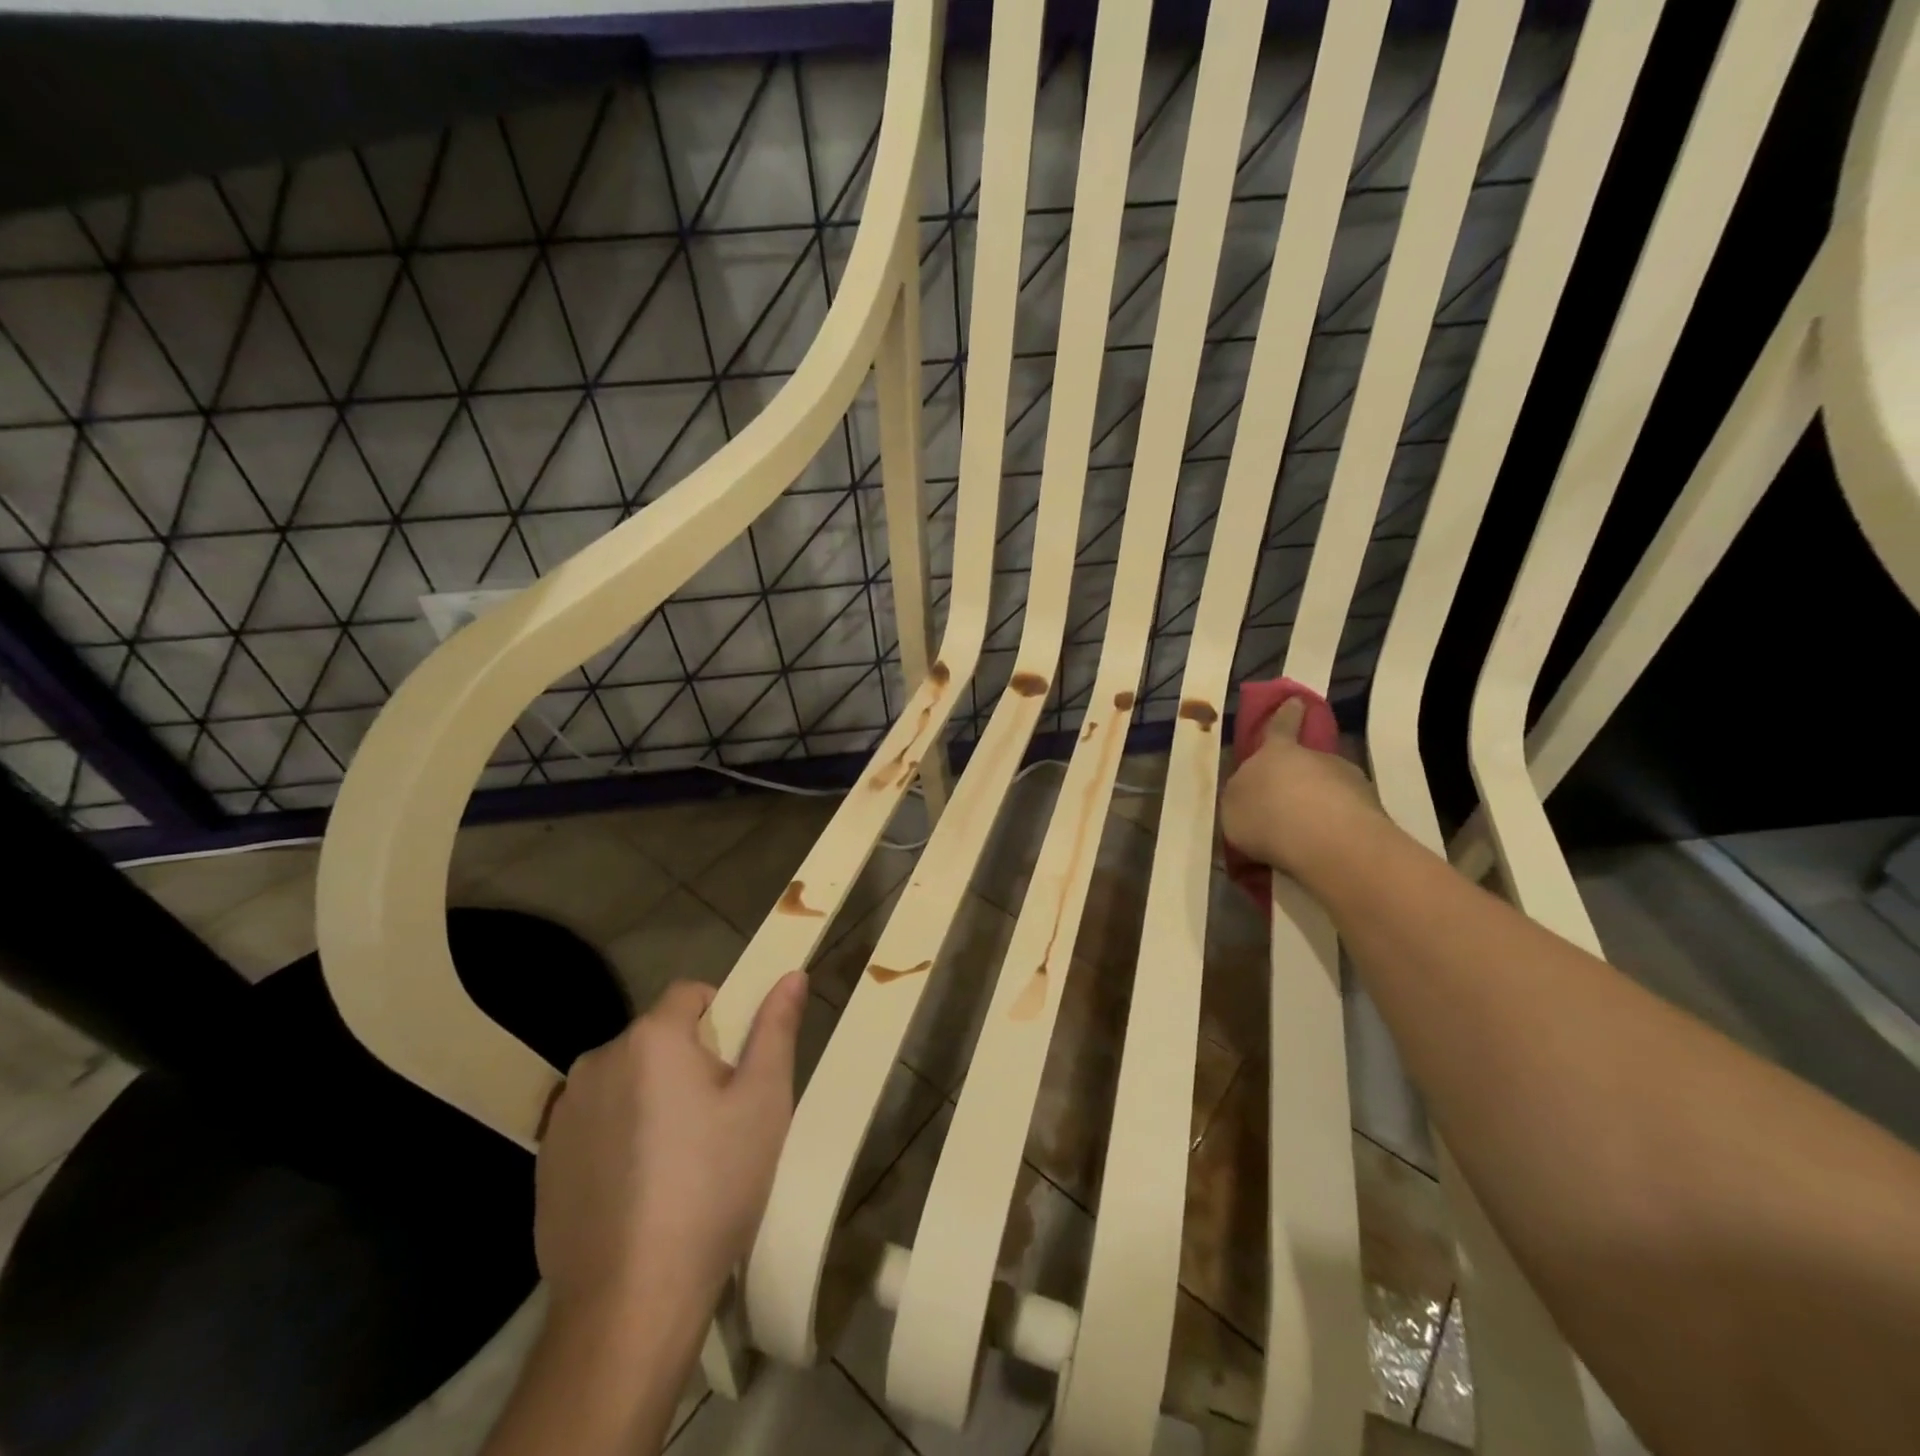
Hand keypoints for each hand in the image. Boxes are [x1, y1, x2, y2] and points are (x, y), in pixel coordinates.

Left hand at [533, 971, 808, 1318]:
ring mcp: (564, 1112)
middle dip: (689, 1061)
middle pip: (657, 1038)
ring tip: (678, 1158)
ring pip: (626, 1079)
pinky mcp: (545, 1160)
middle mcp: (599, 1060)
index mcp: (652, 1038)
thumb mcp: (764, 1102)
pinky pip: (596, 1121)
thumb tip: (792, 974)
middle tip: (718, 1119)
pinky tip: (639, 1187)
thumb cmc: (712, 1187)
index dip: (722, 1017)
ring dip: (652, 1096)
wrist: (631, 1302)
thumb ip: (776, 1029)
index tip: (737, 1068)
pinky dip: (619, 1134)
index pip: (690, 993)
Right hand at [1218, 696, 1381, 877]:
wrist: (1328, 842)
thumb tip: (1250, 795)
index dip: (1286, 714)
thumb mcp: (1233, 807)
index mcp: (1276, 752)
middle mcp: (1317, 758)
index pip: (1280, 726)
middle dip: (1301, 776)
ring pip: (1330, 789)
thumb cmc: (1267, 816)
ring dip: (1320, 805)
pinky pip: (1346, 817)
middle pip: (1308, 761)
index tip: (1296, 702)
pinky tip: (1323, 851)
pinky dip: (1336, 829)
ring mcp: (1350, 782)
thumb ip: (1241, 797)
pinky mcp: (1373, 812)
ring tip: (1305, 835)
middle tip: (1288, 802)